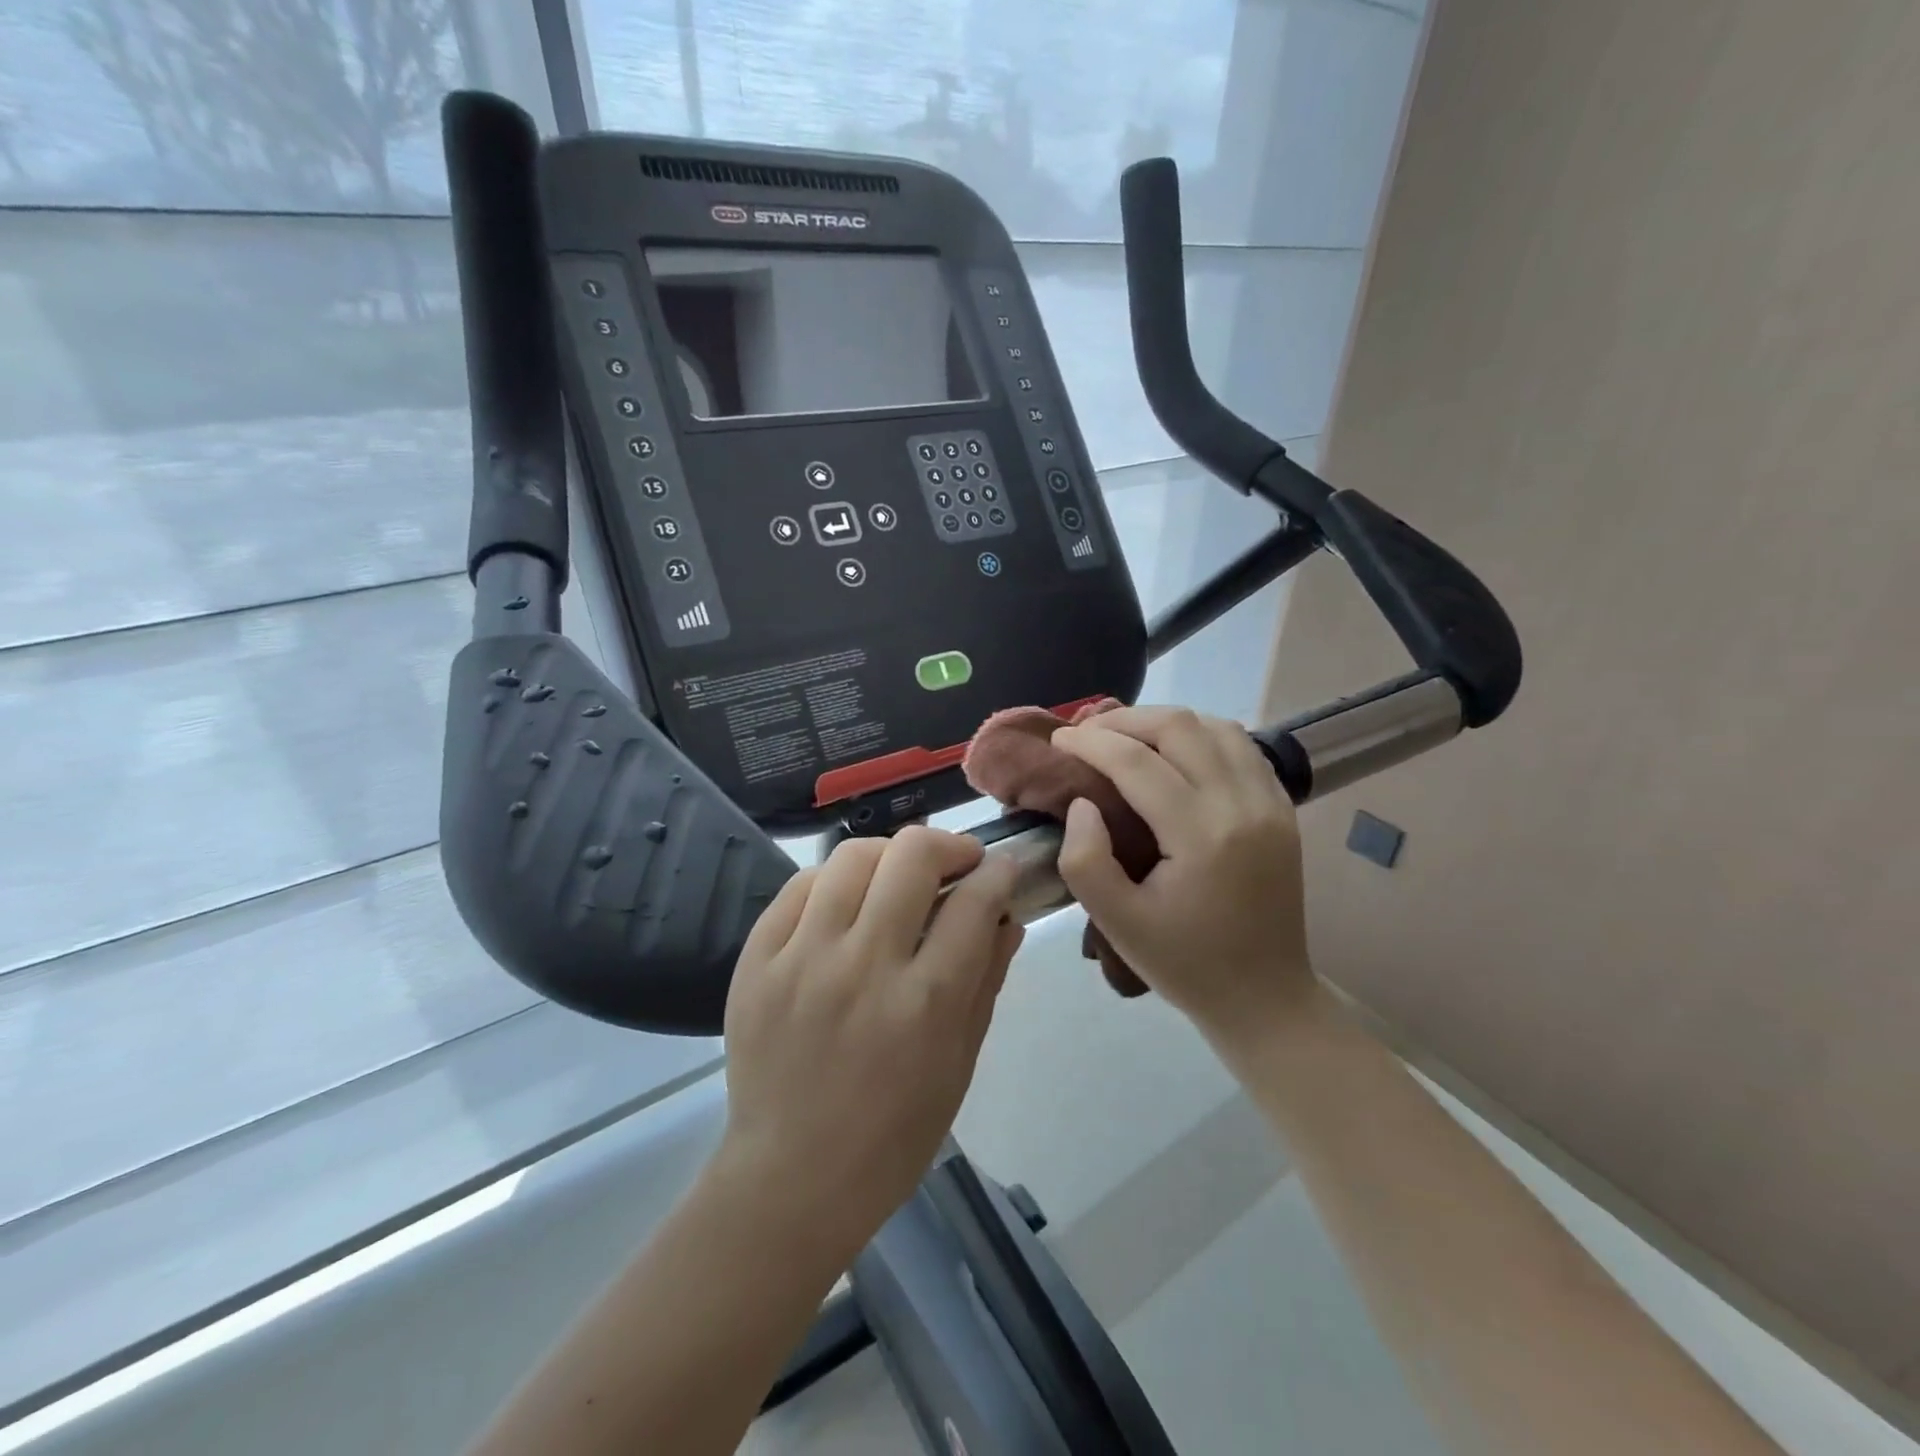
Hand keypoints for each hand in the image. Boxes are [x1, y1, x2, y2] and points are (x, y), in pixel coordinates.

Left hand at [716, 827, 1024, 1257]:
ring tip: (898, 876)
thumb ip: (984, 980)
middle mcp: (863, 965)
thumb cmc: (893, 1134)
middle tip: (956, 863)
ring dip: (890, 855)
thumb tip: (1006, 917)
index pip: (974, 902)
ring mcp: (802, 957)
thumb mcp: (959, 1064)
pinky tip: (846, 900)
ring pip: (853, 856)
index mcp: (924, 1001)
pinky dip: (834, 881)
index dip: (998, 874)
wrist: (791, 1178)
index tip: (1001, 871)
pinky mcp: (757, 959)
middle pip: (912, 856)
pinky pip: (800, 886)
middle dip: (948, 845)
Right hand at [1053, 706, 1316, 1047]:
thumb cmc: (1185, 964)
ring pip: (1216, 726)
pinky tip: (1175, 752)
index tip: (1058, 740)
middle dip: (1125, 720)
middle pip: (1180, 727)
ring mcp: (1270, 802)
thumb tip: (1083, 803)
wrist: (1266, 998)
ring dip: (1165, 722)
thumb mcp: (1118, 923)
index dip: (1090, 743)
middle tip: (1087, 734)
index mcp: (1202, 835)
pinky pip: (1241, 747)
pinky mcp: (1282, 808)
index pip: (1137, 762)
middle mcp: (1242, 804)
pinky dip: (1201, 735)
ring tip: (1127, 737)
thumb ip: (1085, 860)